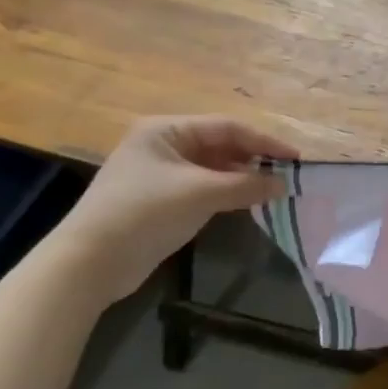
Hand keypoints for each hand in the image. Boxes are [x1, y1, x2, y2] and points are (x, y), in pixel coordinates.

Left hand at [51, 116, 295, 303]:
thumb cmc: (145, 212)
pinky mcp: (162, 200)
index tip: (296, 159)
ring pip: (214, 168)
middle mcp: (164, 145)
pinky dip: (228, 193)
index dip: (265, 142)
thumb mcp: (201, 193)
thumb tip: (283, 184)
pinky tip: (249, 203)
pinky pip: (205, 188)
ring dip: (243, 178)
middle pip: (221, 146)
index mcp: (167, 130)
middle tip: (288, 175)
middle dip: (255, 159)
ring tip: (274, 190)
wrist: (91, 261)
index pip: (228, 127)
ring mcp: (161, 173)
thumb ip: (246, 185)